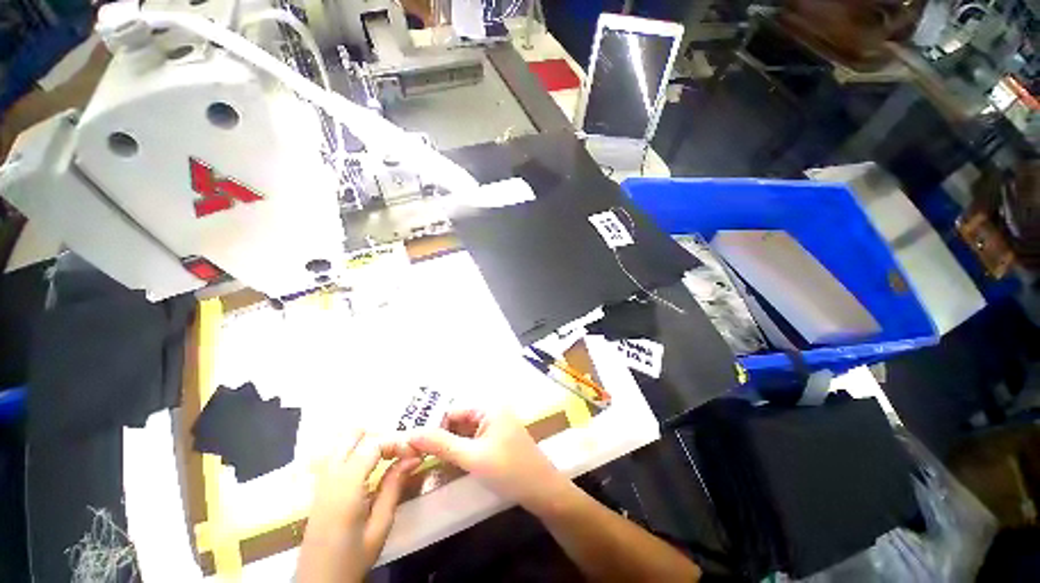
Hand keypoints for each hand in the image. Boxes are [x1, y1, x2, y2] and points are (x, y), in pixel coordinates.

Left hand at [297, 432, 420, 582]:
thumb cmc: (353, 559)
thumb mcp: (380, 526)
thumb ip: (394, 486)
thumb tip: (414, 457)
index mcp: (346, 486)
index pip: (373, 444)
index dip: (396, 442)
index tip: (413, 454)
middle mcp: (330, 476)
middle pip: (352, 434)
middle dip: (379, 437)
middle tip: (397, 454)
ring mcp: (320, 481)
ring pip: (342, 442)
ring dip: (366, 443)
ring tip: (385, 459)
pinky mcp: (318, 488)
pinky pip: (335, 455)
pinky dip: (354, 452)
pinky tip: (368, 469)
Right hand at [406, 408, 575, 516]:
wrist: (543, 491)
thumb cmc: (509, 470)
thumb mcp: (472, 457)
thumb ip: (442, 444)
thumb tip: (411, 433)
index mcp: (489, 407)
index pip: (453, 411)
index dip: (433, 426)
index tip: (411, 444)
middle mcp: (492, 412)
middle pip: (458, 420)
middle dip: (440, 436)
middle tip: (415, 455)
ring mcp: (495, 427)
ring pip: (464, 432)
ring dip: (449, 445)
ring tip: (425, 460)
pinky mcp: (497, 441)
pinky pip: (473, 441)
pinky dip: (460, 450)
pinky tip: (446, 463)